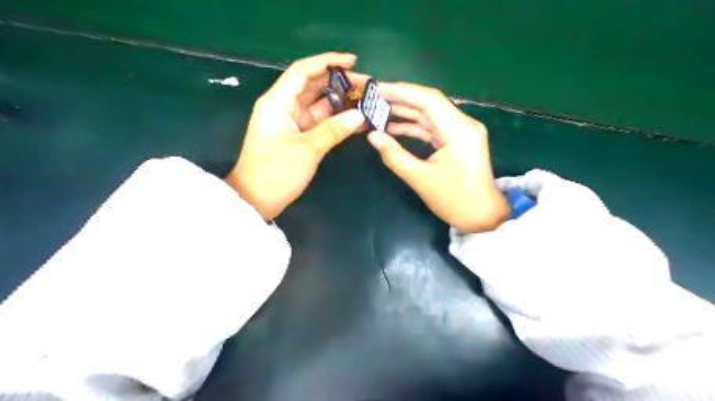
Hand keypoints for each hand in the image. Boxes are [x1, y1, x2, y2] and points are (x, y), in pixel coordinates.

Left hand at [225, 52, 368, 219]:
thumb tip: (360, 115)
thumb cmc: (276, 173)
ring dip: (340, 102)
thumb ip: (334, 130)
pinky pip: (319, 121)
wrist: (257, 200)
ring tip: (367, 101)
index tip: (353, 61)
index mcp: (278, 102)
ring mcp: (292, 122)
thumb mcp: (307, 150)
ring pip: (319, 104)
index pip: (303, 71)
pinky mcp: (298, 135)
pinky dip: (336, 119)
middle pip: (313, 85)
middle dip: (339, 82)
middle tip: (368, 86)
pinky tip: (356, 120)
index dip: (327, 62)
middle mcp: (284, 106)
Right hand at [366, 82, 510, 231]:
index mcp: (459, 130)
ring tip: (377, 111)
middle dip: (400, 99)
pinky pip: (432, 128)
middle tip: (372, 98)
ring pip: (429, 115)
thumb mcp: (420, 179)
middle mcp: (463, 124)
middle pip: (429, 103)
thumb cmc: (454, 200)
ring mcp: (461, 132)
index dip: (401, 91)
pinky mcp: (456, 141)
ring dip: (405, 113)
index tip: (376, 89)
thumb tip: (372, 136)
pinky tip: (392, 127)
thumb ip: (394, 155)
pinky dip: (413, 127)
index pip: (428, 100)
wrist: (482, 217)